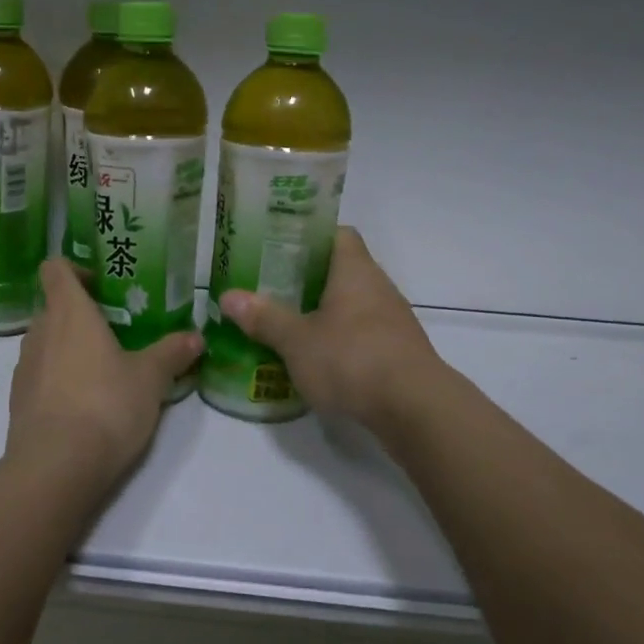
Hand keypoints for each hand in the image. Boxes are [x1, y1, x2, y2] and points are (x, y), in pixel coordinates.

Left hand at [5, 259, 202, 483]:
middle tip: (116, 331)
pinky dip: (58, 379)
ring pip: (46, 342)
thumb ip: (172, 353)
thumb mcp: (151, 378)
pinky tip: (85, 404)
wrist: (56, 467)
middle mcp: (40, 331)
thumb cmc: (106, 405)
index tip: (101, 286)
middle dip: (81, 314)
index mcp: (69, 312)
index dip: (75, 269)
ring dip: (69, 347)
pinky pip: (40, 375)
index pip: (56, 268)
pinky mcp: (19, 400)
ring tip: (104, 370)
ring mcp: (24, 367)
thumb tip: (196, 337)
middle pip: (53, 306)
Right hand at [220, 227, 440, 432]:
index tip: (279, 247)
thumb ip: (264, 318)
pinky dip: (340, 340)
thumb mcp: (297, 340)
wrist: (415, 409)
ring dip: (324, 311)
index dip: (309, 236)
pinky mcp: (398, 352)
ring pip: (352, 304)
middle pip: (342, 270)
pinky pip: (363, 334)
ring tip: (288, 323)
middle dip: (307, 278)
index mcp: (355, 271)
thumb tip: (228, 296)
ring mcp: (393, 321)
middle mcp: (378, 287)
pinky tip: (317, 358)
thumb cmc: (352, 359)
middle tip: (271, 287)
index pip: (337, 234)